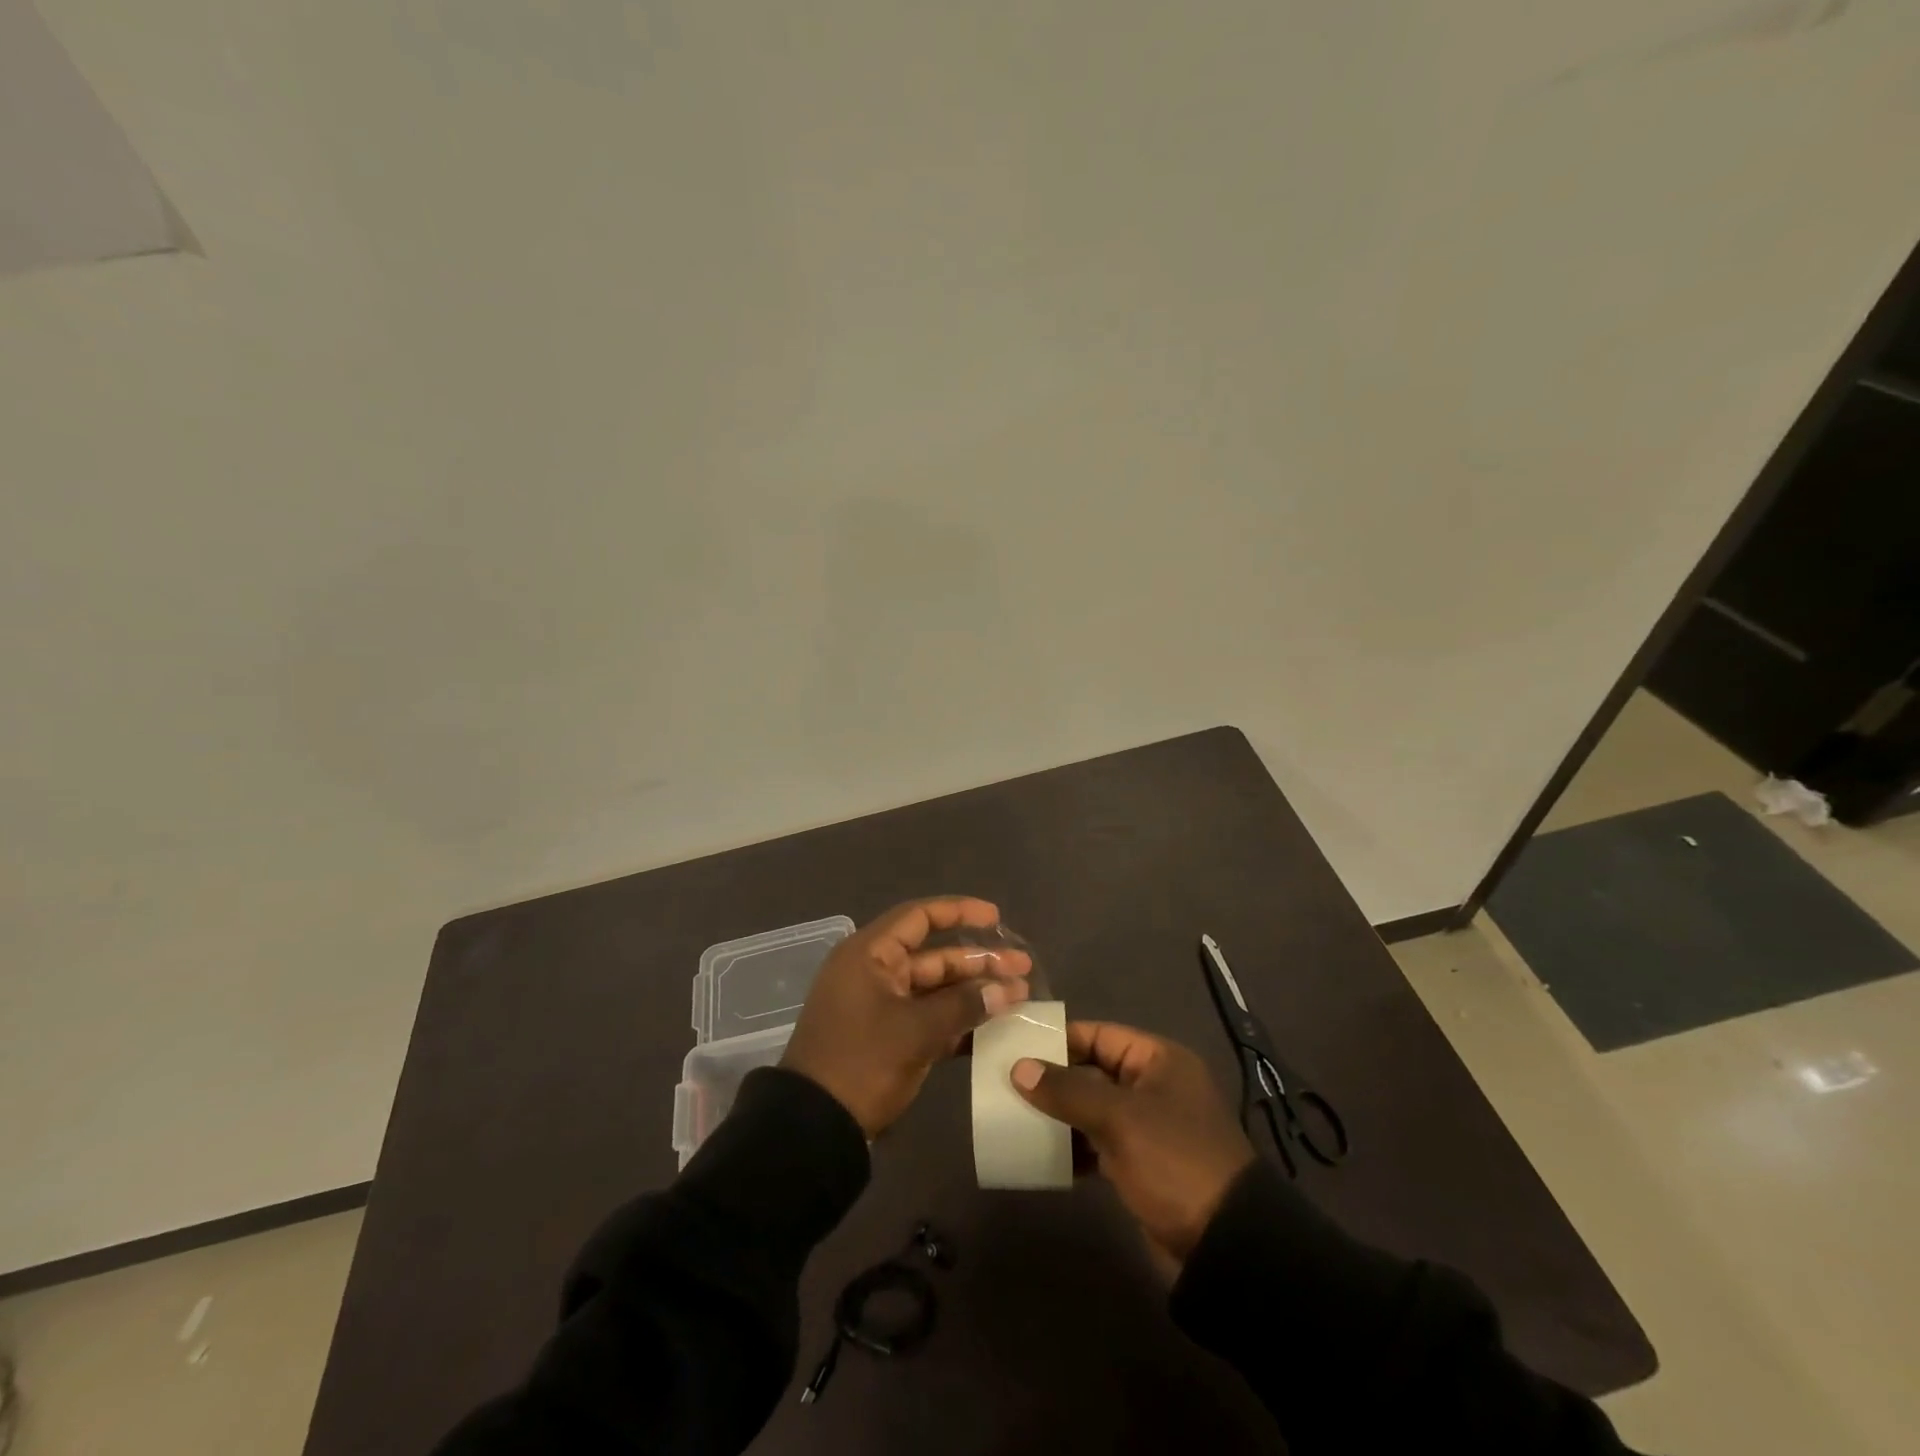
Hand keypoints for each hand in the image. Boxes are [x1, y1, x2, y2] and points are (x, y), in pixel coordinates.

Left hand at [782, 897, 1032, 1137]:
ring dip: (974, 993)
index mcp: (870, 955)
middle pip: (934, 956)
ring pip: (936, 990)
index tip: (997, 918)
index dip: (959, 912)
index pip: (919, 918)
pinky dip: (958, 1022)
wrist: (814, 1128)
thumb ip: (963, 1006)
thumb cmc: (861, 1062)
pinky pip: (929, 1019)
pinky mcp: (888, 1038)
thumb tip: (1006, 991)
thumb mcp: (915, 1031)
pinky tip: (995, 1029)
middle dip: (979, 962)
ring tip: (1020, 997)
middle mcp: (876, 973)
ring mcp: (882, 1007)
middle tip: (1023, 968)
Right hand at [1011, 1022, 1253, 1263]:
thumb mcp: (1119, 1118)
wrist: (1225, 1245)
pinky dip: (1073, 1147)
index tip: (1017, 1045)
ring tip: (1015, 1117)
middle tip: (1006, 1083)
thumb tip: (1019, 1068)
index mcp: (1158, 1060)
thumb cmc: (1175, 1160)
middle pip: (1093, 1071)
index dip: (1059, 1039)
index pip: (1099, 1035)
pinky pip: (1098, 1143)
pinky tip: (1041, 1155)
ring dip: (1059, 1115)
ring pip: (1092, 1109)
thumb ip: (1067, 1090)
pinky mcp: (1140, 1164)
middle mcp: (1152, 1086)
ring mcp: (1146, 1127)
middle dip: (1053, 1079)